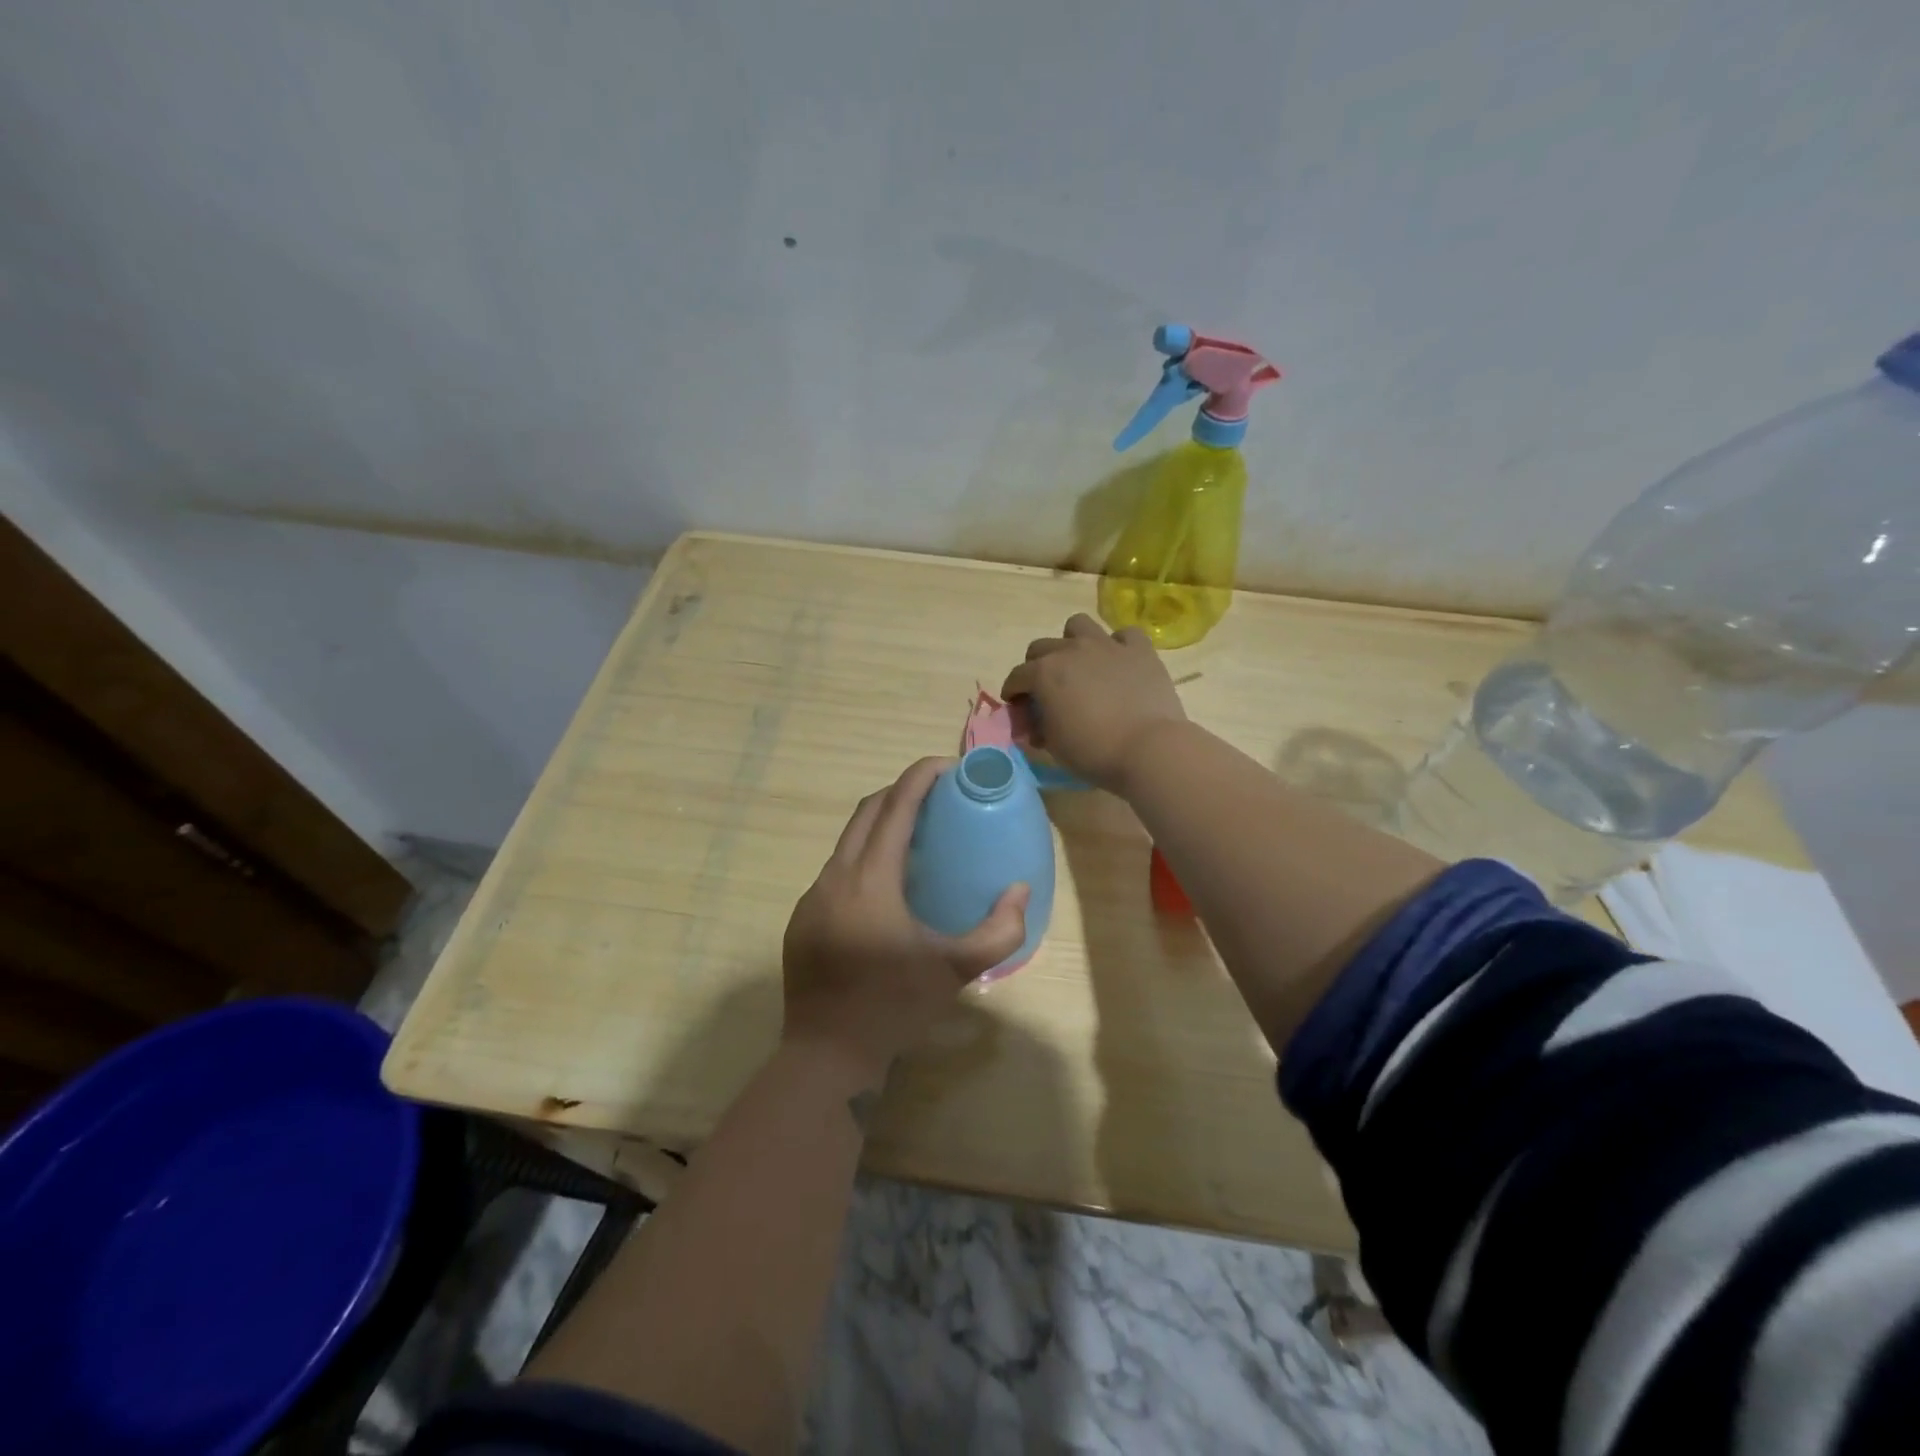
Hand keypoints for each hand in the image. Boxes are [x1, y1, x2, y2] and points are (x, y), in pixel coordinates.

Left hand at [782, 757, 1029, 1087]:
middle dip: (901, 792)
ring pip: (847, 841)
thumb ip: (998, 930)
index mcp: (870, 880)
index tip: (947, 766)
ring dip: (880, 825)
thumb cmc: (894, 1007)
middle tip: (937, 797)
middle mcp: (834, 877)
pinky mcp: (802, 918)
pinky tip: (885, 887)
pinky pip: (835, 870)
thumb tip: (1019, 891)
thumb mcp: (955, 971)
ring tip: (916, 837)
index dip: (920, 777)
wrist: (826, 1054)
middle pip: (867, 812)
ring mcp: (812, 897)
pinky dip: (862, 858)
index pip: (895, 807)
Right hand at [1000, 614, 1187, 793]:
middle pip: (1041, 647)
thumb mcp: (1054, 746)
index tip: (1018, 708)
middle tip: (1046, 690)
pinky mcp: (1140, 650)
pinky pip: (1124, 635)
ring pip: (1078, 625)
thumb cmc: (1093, 751)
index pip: (1017, 677)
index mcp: (1044, 673)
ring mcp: (1107, 645)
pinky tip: (1119, 663)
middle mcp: (1071, 650)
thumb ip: (1039, 727)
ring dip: (1073, 642)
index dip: (1013, 693)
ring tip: (1080, 664)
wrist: (1148, 748)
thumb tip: (1037, 725)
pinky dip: (1118, 646)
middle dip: (1036, 666)